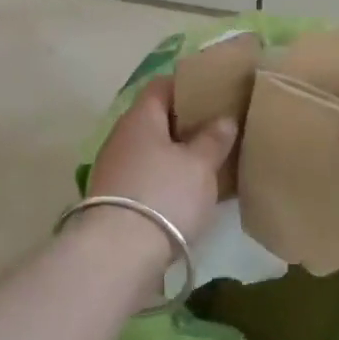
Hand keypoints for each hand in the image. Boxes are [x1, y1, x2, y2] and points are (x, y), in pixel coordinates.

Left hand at [85, 77, 237, 244]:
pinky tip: (190, 192)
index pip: (162, 86)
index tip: (215, 93)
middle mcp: (122, 137)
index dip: (188, 86)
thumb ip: (213, 139)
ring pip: (152, 151)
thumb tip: (223, 120)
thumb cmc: (165, 194)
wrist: (119, 254)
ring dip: (177, 154)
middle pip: (156, 120)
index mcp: (140, 118)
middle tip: (220, 129)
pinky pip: (147, 177)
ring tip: (211, 162)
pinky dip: (167, 179)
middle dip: (186, 124)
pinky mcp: (115, 200)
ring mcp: (114, 169)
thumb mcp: (200, 165)